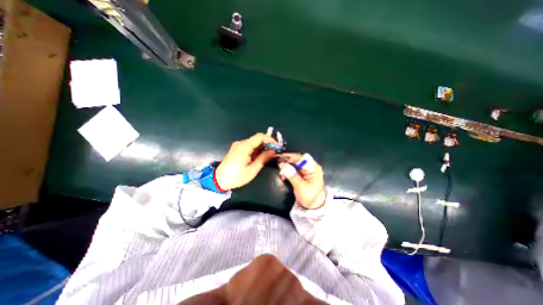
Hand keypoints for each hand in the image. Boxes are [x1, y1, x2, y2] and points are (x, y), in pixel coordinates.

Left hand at [215, 134, 277, 190]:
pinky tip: (260, 156)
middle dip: (267, 144)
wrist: (218, 180)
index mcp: (244, 147)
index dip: (270, 139)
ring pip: (253, 142)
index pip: (260, 136)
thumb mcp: (252, 169)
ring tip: (269, 155)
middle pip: (257, 139)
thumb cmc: (236, 176)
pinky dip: (256, 149)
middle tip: (275, 151)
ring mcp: (238, 146)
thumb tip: (273, 152)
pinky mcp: (236, 149)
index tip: (277, 146)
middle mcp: (241, 143)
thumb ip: (263, 159)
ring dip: (262, 147)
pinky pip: (249, 146)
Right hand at [277, 153, 323, 209]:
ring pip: (293, 163)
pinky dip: (287, 170)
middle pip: (297, 159)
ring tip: (280, 172)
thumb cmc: (310, 197)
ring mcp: (305, 170)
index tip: (281, 158)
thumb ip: (292, 175)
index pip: (302, 158)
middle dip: (287, 161)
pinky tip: (283, 175)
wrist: (313, 206)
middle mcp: (310, 166)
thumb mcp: (301, 187)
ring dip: (286, 166)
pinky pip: (292, 168)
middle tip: (278, 163)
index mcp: (313, 168)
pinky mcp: (301, 173)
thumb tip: (282, 164)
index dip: (291, 157)